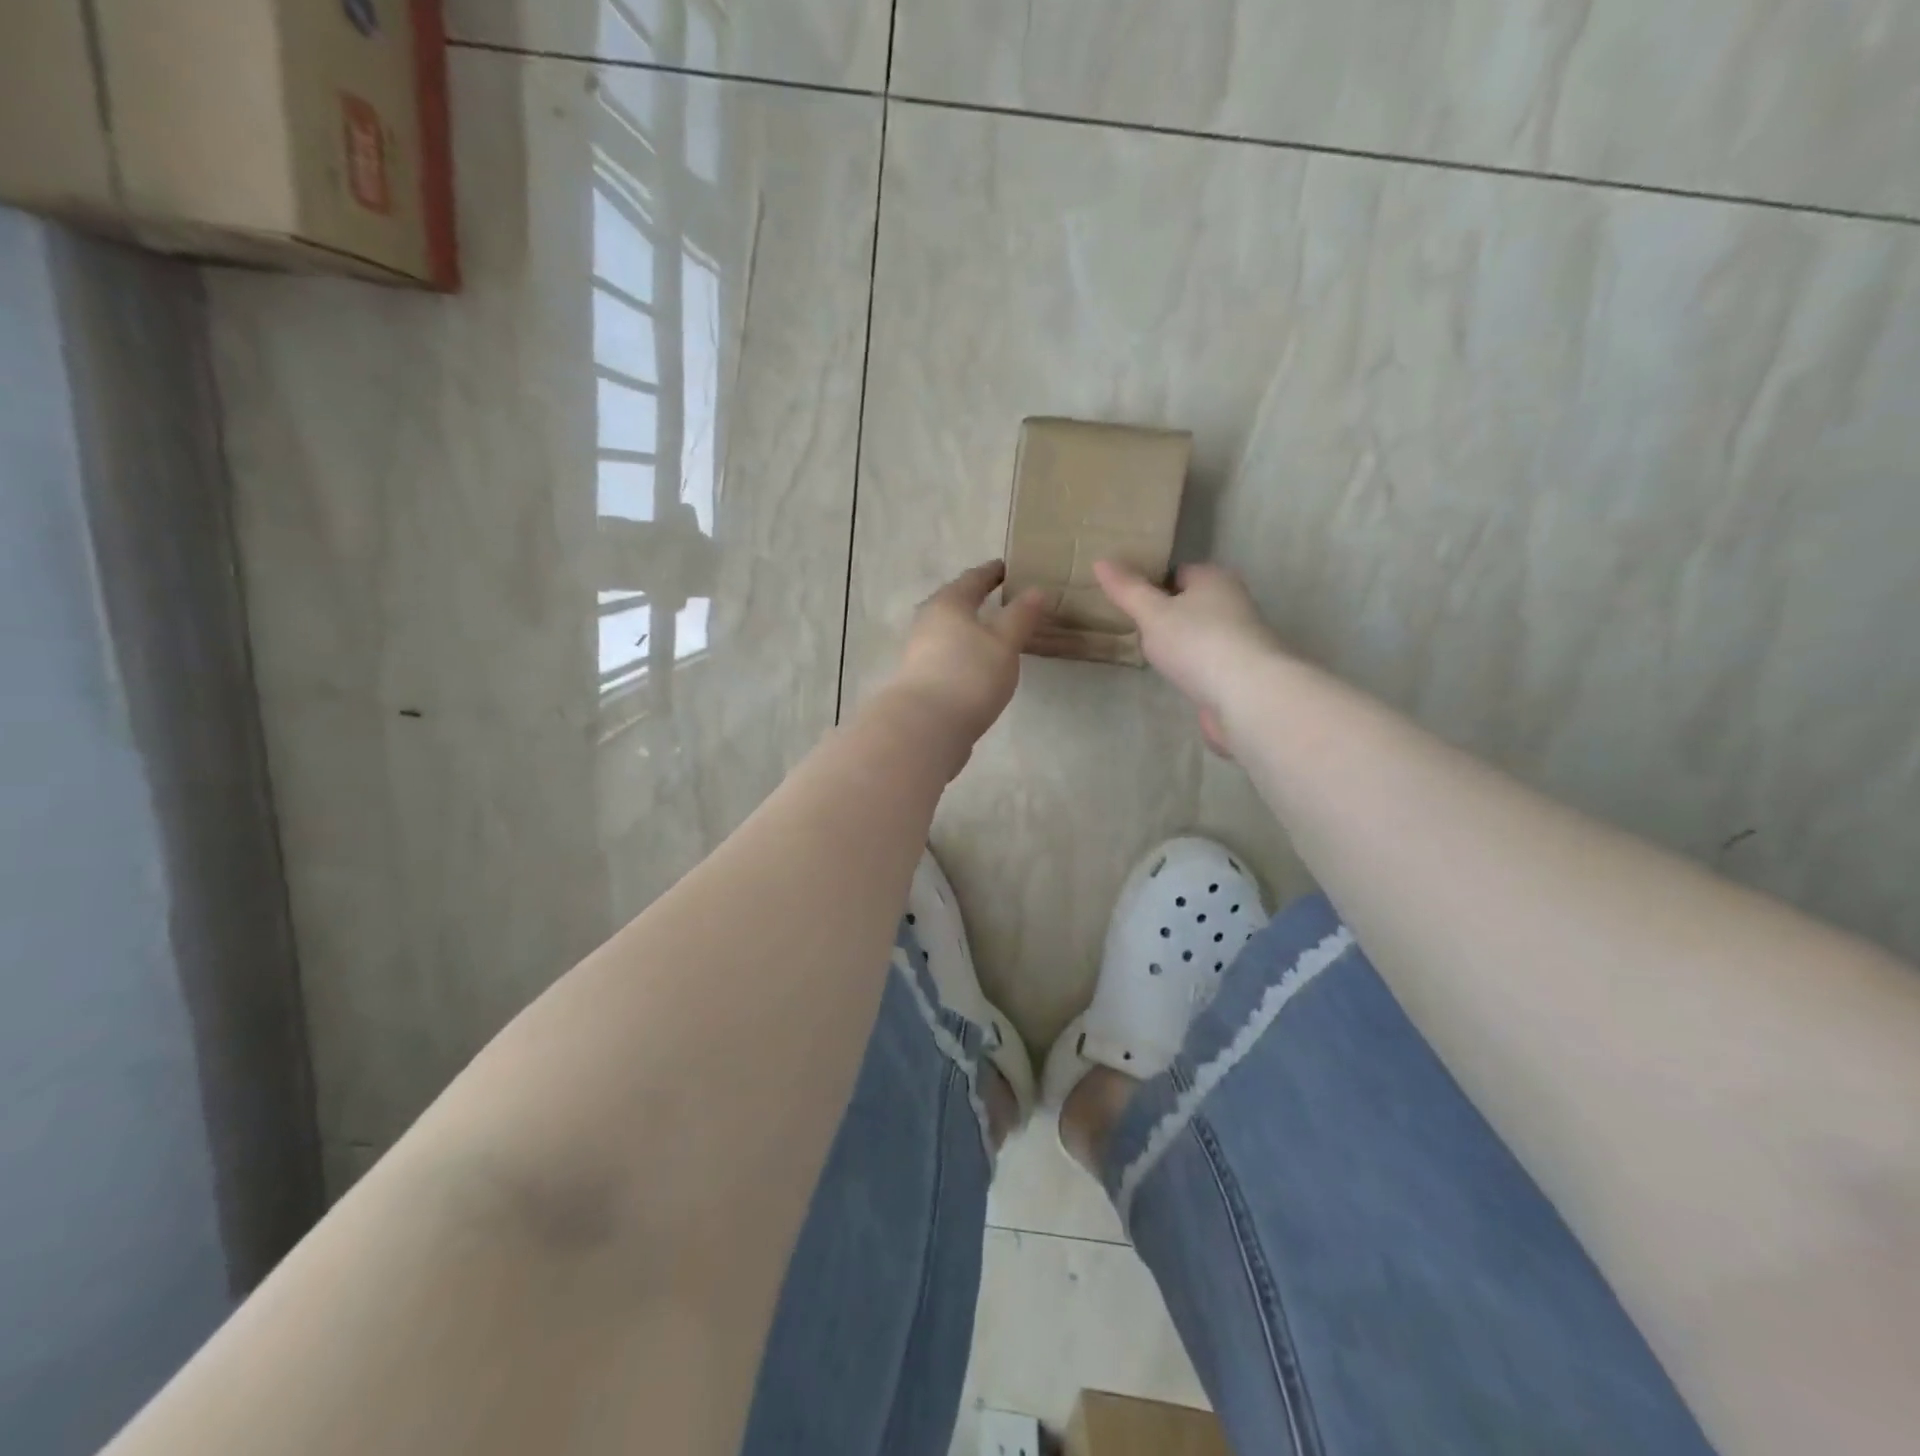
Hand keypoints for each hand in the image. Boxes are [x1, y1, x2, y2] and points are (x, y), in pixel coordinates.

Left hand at [882, 560, 1046, 753]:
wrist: (926, 726)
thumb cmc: (970, 674)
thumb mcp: (1004, 642)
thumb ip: (1020, 616)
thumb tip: (1035, 590)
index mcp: (949, 602)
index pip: (974, 578)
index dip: (993, 572)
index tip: (1009, 568)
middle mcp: (928, 621)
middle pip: (955, 603)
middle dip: (978, 600)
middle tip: (1003, 599)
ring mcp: (919, 651)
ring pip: (949, 630)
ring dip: (970, 628)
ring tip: (994, 634)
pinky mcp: (920, 678)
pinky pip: (947, 654)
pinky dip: (963, 652)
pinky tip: (977, 665)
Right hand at [1093, 560, 1283, 756]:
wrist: (1248, 695)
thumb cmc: (1197, 642)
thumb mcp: (1152, 613)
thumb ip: (1127, 590)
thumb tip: (1101, 561)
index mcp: (1215, 579)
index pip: (1179, 571)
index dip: (1153, 582)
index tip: (1128, 600)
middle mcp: (1234, 603)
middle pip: (1192, 603)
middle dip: (1167, 615)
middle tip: (1135, 629)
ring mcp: (1241, 639)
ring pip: (1201, 634)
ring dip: (1181, 644)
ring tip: (1152, 657)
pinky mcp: (1241, 672)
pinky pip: (1208, 662)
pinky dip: (1193, 668)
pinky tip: (1177, 679)